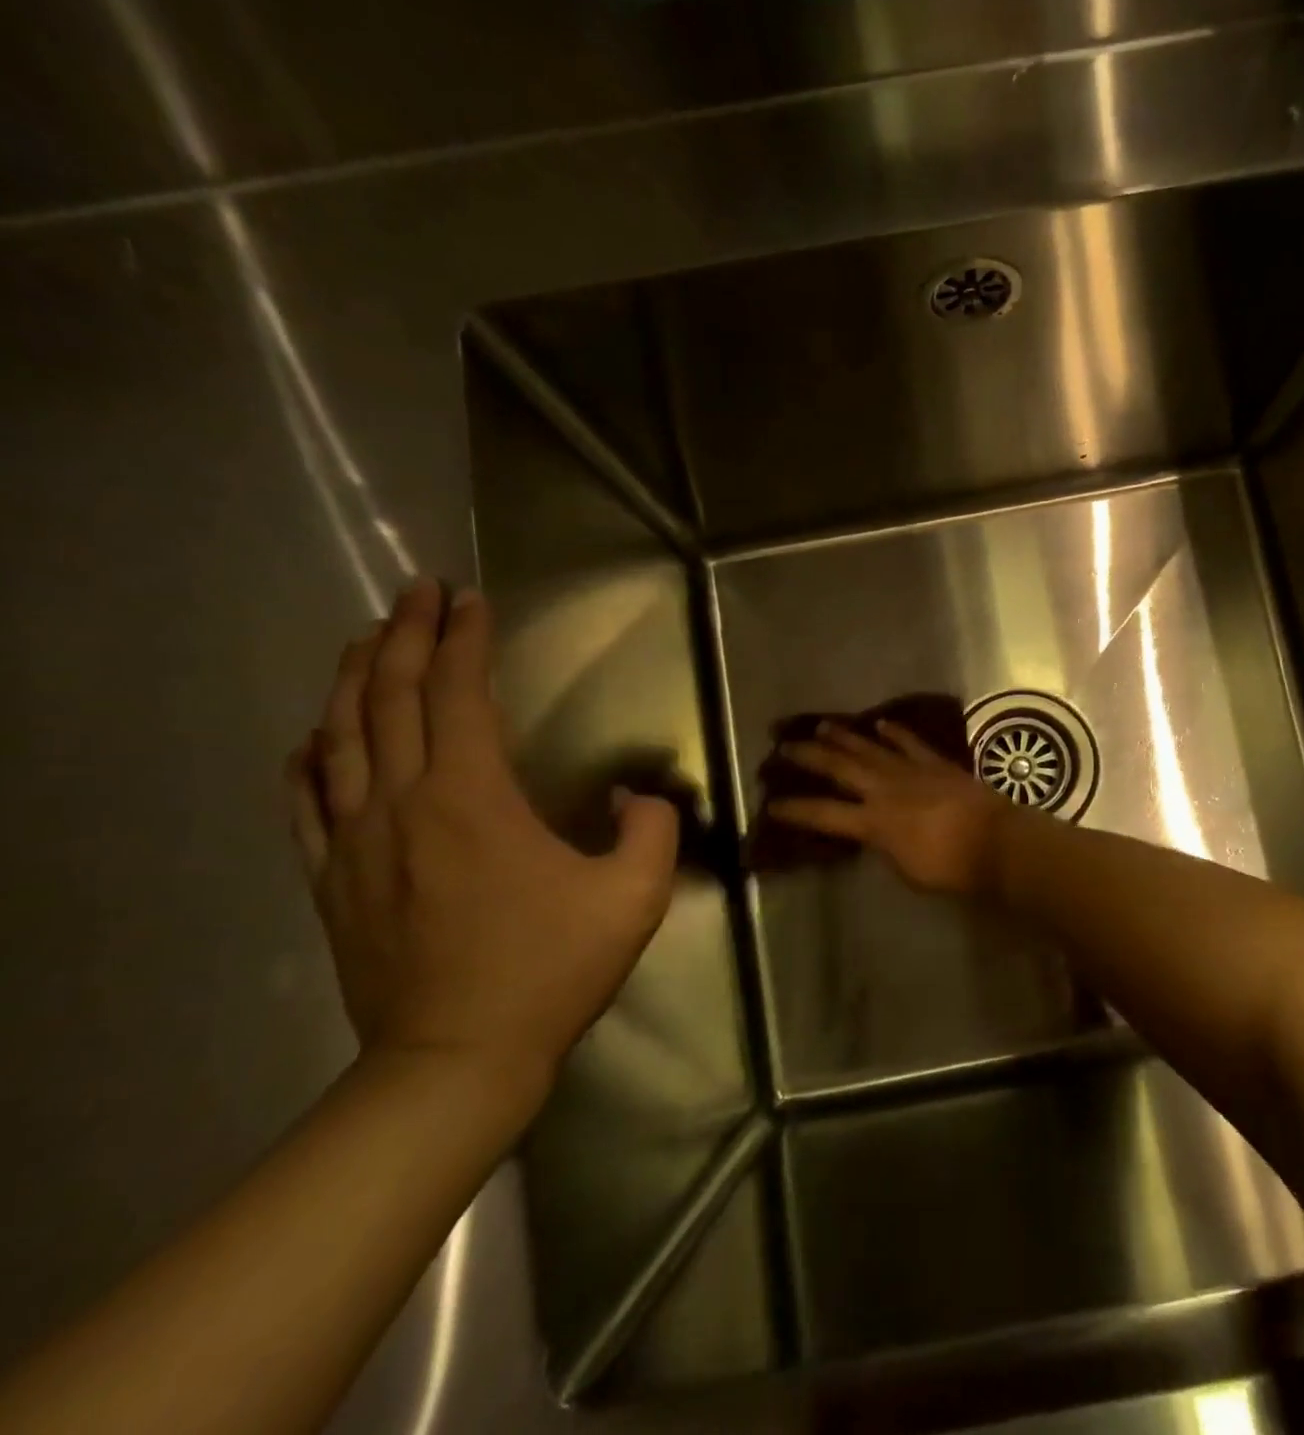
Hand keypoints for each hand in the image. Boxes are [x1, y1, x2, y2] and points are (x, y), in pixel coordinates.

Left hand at [285, 580, 678, 1099]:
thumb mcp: (634, 896)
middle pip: (390, 699)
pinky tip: (313, 737)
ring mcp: (354, 843)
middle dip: (406, 635)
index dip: (466, 641)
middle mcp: (400, 804)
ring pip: (340, 738)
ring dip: (356, 679)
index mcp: (471, 800)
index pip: (460, 696)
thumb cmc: (551, 970)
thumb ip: (650, 828)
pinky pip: (305, 802)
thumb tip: (631, 795)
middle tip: (418, 592)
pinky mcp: (332, 880)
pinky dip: (309, 756)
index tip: (471, 599)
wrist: (456, 1059)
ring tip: (371, 639)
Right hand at [768, 721, 1012, 895]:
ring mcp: (911, 771)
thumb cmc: (949, 868)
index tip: (771, 802)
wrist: (994, 841)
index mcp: (873, 822)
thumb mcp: (905, 869)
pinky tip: (880, 722)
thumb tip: (874, 834)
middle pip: (840, 768)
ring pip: (870, 748)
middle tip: (785, 745)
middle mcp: (885, 790)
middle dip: (810, 756)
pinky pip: (910, 743)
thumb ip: (883, 847)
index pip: (824, 814)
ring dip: (844, 736)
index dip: (795, 809)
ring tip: (821, 725)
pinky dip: (894, 732)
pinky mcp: (936, 763)